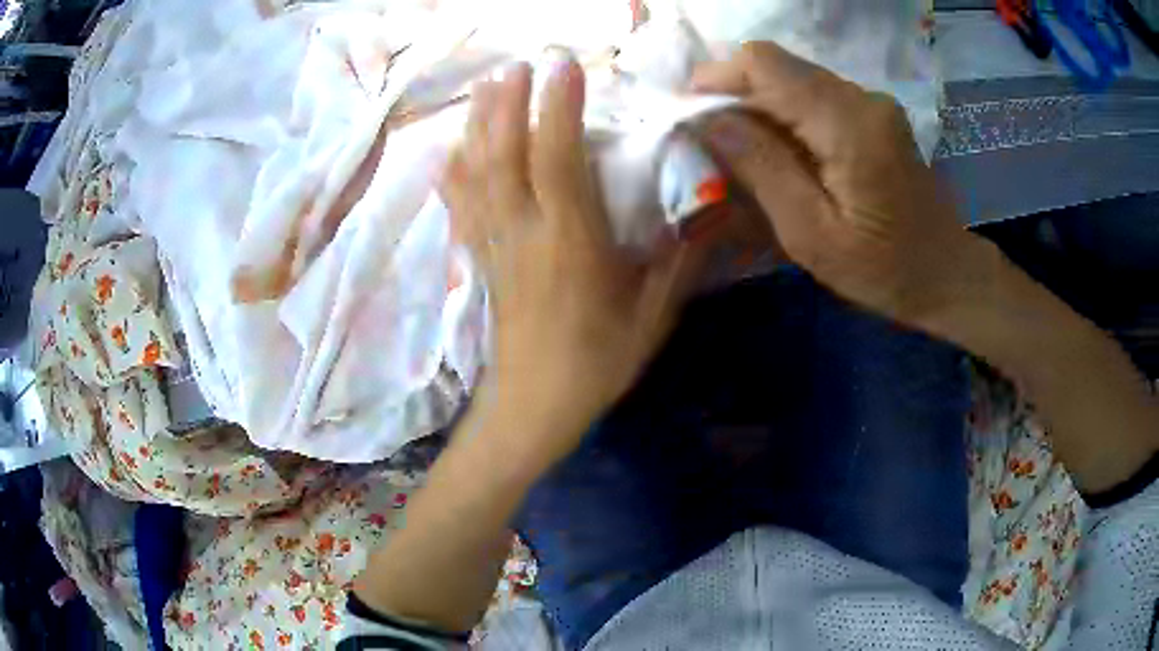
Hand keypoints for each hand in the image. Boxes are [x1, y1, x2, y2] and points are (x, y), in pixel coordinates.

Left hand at [442, 56, 707, 467]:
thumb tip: (709, 214)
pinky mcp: (480, 257)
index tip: (563, 65)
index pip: (557, 160)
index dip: (558, 108)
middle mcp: (522, 233)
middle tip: (516, 63)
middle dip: (508, 102)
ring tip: (487, 86)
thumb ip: (677, 261)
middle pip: (505, 154)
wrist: (532, 407)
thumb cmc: (595, 363)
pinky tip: (453, 147)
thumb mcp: (651, 317)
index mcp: (569, 243)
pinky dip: (455, 170)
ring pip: (477, 172)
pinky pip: (460, 204)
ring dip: (480, 124)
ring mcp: (494, 243)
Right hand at [691, 42, 985, 327]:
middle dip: (733, 94)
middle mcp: (862, 97)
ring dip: (759, 106)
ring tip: (741, 153)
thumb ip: (762, 169)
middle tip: (708, 141)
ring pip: (794, 80)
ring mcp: (872, 102)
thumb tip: (708, 120)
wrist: (947, 274)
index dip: (717, 76)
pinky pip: (815, 97)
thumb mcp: (813, 236)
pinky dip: (786, 116)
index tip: (687, 111)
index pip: (766, 64)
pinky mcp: (874, 114)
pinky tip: (782, 154)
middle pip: (778, 67)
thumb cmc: (884, 271)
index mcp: (849, 125)